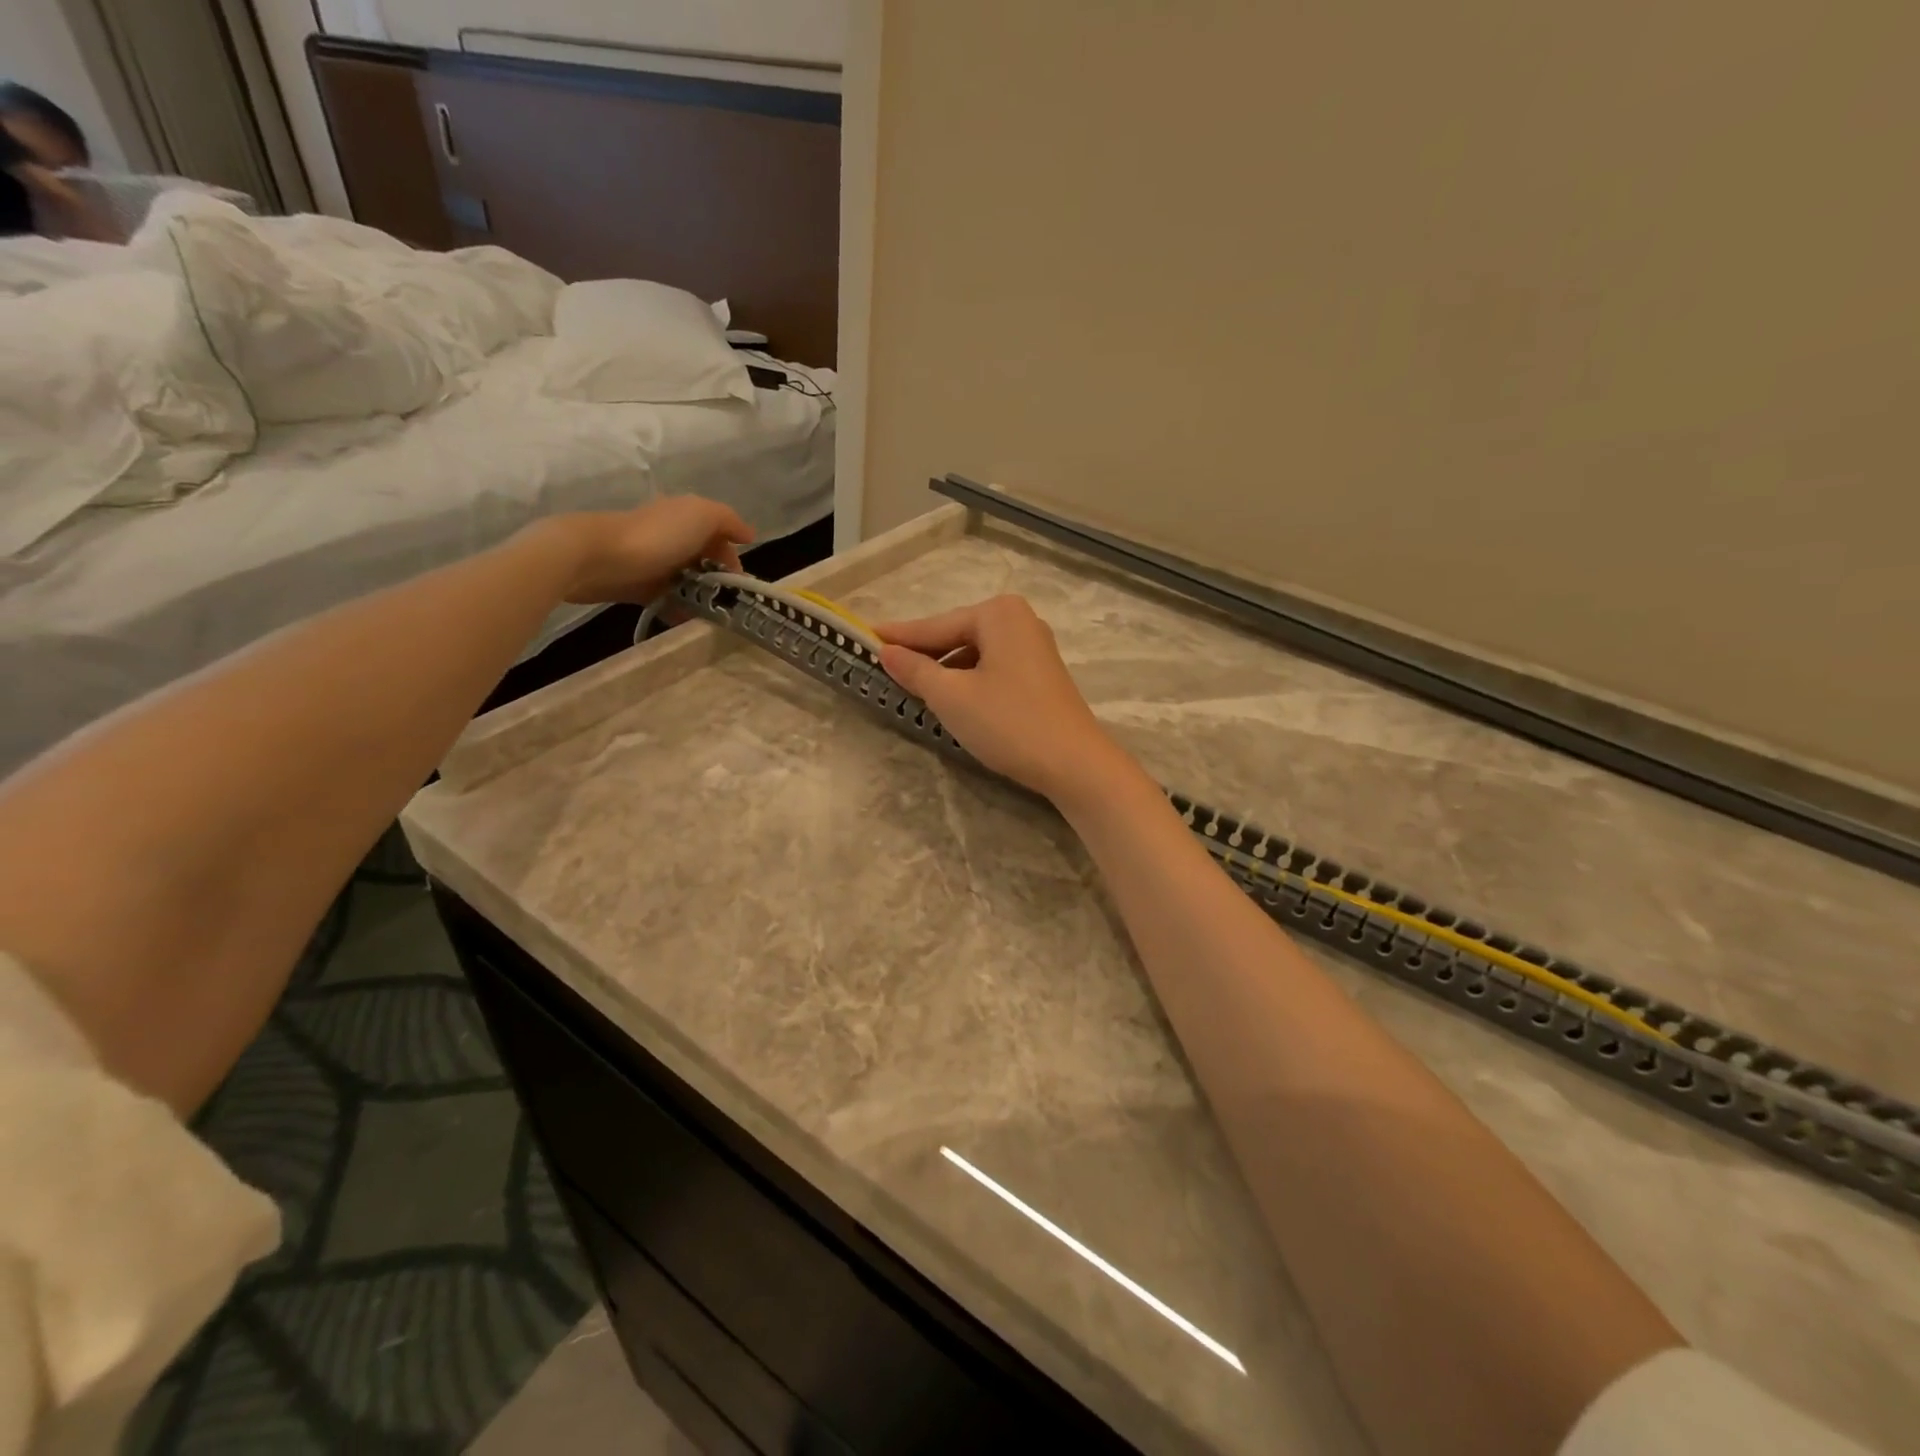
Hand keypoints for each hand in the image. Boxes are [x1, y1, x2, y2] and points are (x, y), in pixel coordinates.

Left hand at [552, 496, 754, 604]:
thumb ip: (729, 521)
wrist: (598, 558)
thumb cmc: (657, 536)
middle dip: (719, 579)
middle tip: (728, 602)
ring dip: (701, 597)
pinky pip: (666, 598)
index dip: (733, 558)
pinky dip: (679, 609)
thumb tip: (749, 535)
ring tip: (711, 615)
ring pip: (687, 580)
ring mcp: (653, 562)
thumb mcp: (702, 515)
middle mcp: (671, 536)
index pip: (719, 536)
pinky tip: (687, 620)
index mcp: (685, 516)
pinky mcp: (638, 585)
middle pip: (704, 559)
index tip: (740, 583)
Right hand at [877, 595, 1130, 804]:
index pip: (935, 626)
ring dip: (946, 671)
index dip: (899, 636)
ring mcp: (1035, 647)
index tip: (864, 637)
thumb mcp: (951, 697)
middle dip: (924, 655)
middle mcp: (1020, 620)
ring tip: (914, 688)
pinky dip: (969, 680)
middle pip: (957, 636)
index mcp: (998, 614)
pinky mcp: (1041, 673)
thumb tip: (886, 652)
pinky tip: (953, 699)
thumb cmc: (1008, 723)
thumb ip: (915, 670)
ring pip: (975, 654)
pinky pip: (993, 668)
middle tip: (885, 666)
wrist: (1073, 763)